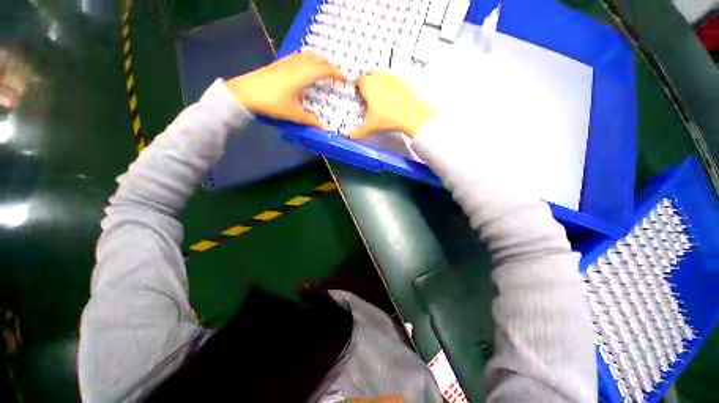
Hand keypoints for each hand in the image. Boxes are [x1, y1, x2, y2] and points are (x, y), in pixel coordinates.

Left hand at [225, 51, 344, 128]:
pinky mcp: (279, 63)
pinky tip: (306, 68)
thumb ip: (310, 120)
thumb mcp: (294, 114)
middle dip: (330, 65)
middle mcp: (297, 64)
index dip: (337, 73)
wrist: (246, 92)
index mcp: (304, 74)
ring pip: (308, 55)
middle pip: (318, 59)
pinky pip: (299, 56)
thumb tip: (323, 129)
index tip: (345, 79)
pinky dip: (308, 59)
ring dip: (319, 60)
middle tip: (336, 75)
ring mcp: (287, 61)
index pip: (325, 69)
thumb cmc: (273, 103)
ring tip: (323, 71)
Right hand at [350, 72, 433, 138]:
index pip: (358, 81)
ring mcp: (391, 78)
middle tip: (368, 98)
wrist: (411, 116)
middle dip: (367, 85)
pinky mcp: (402, 81)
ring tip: (379, 98)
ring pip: (380, 77)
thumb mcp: (370, 127)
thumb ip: (357, 132)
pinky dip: (388, 87)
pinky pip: (391, 81)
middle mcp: (378, 77)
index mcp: (368, 85)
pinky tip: (391, 99)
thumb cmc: (387, 119)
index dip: (357, 89)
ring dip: (378, 84)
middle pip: (369, 76)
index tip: (358, 97)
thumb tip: (348, 137)